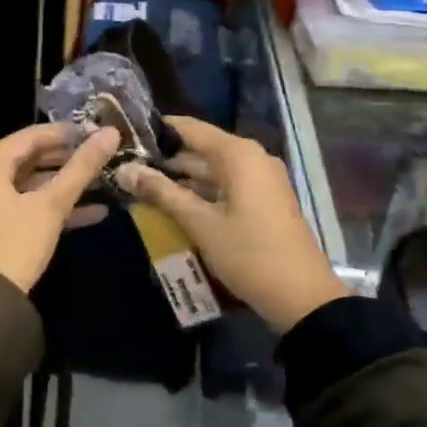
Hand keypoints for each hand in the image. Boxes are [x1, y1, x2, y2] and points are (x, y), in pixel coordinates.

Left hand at [0, 124, 120, 293]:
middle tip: (104, 155)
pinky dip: (54, 206)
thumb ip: (81, 168)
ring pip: (31, 183)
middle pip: (31, 158)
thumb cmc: (17, 243)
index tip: (99, 133)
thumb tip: (111, 133)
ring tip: (104, 180)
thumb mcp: (52, 204)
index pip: (31, 136)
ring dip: (66, 184)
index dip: (67, 133)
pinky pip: (27, 205)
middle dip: (69, 159)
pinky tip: (95, 212)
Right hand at [120, 117, 347, 332]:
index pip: (189, 128)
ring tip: (140, 186)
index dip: (156, 130)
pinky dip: (199, 192)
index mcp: (239, 155)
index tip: (124, 136)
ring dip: (180, 179)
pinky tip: (171, 205)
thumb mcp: (200, 224)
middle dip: (165, 159)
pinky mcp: (262, 201)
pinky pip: (224, 186)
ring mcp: (260, 180)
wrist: (302, 298)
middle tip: (125, 166)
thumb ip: (162, 193)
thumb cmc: (249, 254)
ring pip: (211, 170)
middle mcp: (251, 158)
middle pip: (200, 148)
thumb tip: (125, 170)